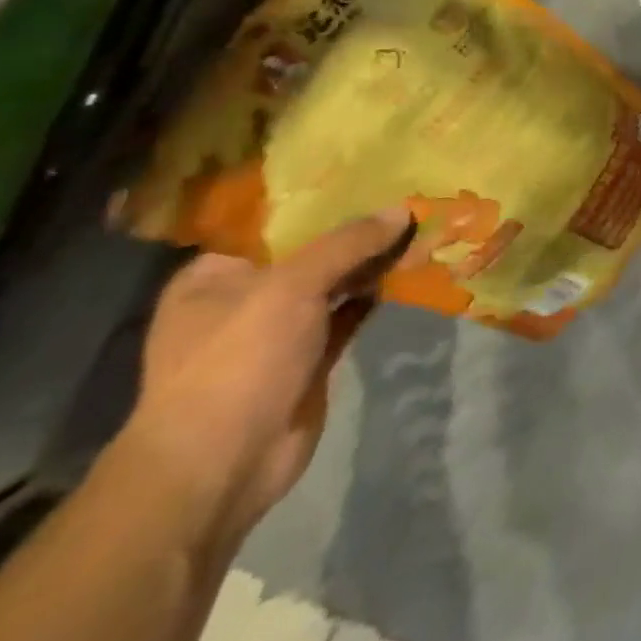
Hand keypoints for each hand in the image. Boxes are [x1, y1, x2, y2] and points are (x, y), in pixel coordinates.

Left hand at [119, 209, 414, 545]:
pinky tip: (417, 268)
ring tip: (425, 225)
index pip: (275, 223)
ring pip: (338, 281)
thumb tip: (403, 209)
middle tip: (413, 195)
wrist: (221, 466)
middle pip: (312, 251)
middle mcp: (245, 298)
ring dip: (376, 261)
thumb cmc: (237, 362)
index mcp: (216, 275)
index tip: (373, 174)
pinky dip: (380, 293)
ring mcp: (279, 331)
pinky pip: (352, 312)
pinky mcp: (311, 357)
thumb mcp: (291, 286)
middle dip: (360, 229)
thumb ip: (348, 243)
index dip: (324, 198)